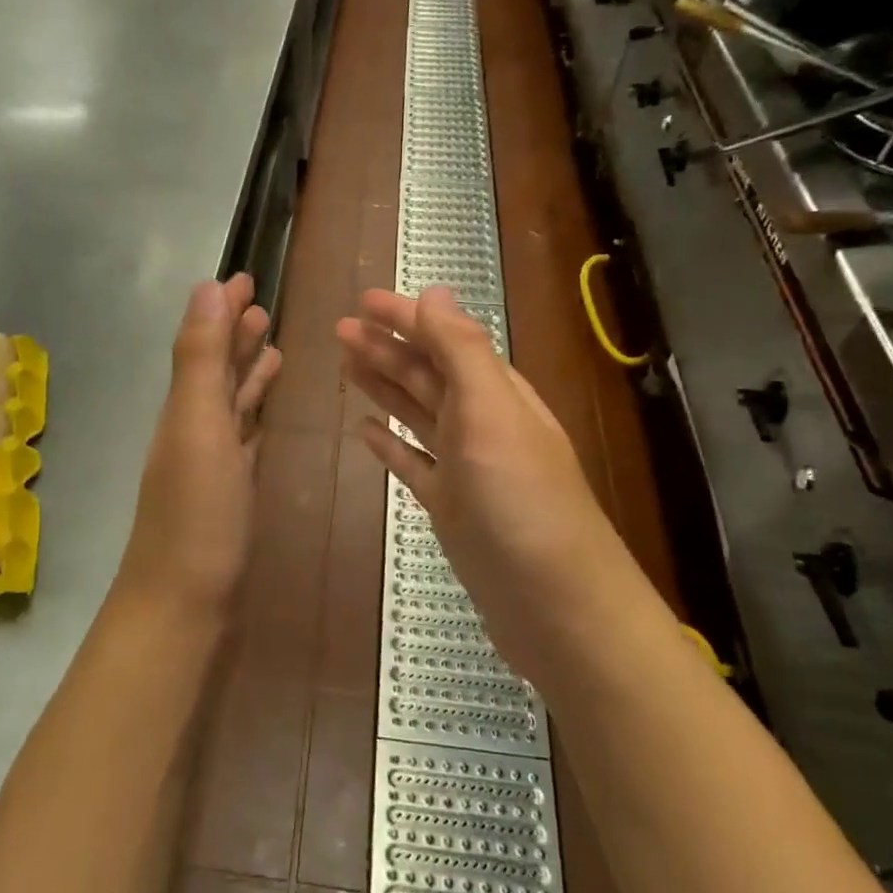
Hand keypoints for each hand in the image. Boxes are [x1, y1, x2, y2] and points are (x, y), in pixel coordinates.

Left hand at [116, 274, 282, 620]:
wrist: (183, 606)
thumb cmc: (196, 515)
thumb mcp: (198, 425)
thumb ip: (202, 358)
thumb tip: (208, 286)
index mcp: (184, 408)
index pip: (204, 344)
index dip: (222, 310)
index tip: (244, 277)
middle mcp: (193, 429)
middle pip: (216, 371)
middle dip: (235, 335)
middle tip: (263, 305)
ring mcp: (210, 464)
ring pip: (230, 405)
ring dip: (247, 373)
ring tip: (274, 348)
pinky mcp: (228, 493)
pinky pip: (243, 440)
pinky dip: (253, 418)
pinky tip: (264, 415)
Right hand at [337, 286, 634, 685]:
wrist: (551, 601)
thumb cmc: (520, 500)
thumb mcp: (492, 413)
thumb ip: (461, 351)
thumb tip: (434, 291)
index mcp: (495, 393)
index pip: (444, 340)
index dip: (405, 318)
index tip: (363, 300)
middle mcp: (480, 423)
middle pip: (426, 374)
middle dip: (386, 347)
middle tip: (340, 329)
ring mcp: (464, 468)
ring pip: (416, 414)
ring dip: (383, 387)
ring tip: (346, 365)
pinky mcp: (450, 507)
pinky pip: (413, 464)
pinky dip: (390, 445)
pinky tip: (365, 432)